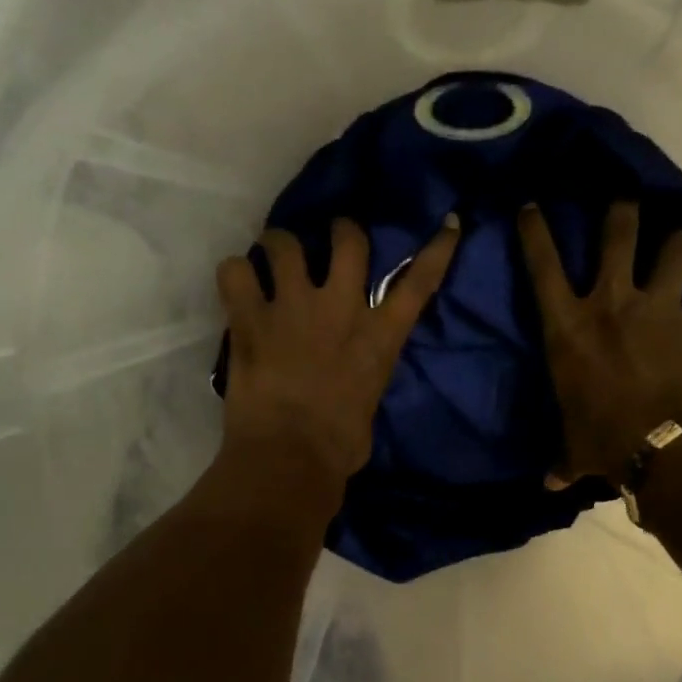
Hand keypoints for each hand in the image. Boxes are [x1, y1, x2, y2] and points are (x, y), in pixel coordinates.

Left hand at [216, 215, 460, 489]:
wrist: (290, 458)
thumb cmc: (338, 449)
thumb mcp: (368, 406)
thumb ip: (361, 378)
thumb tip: (349, 380)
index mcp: (379, 337)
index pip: (419, 283)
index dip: (436, 250)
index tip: (447, 223)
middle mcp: (341, 309)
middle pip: (349, 241)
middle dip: (340, 231)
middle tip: (326, 236)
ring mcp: (293, 308)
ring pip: (285, 243)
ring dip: (278, 244)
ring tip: (269, 255)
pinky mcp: (250, 319)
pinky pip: (235, 272)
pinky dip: (233, 274)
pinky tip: (235, 285)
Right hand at [518, 201, 681, 487]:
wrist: (670, 445)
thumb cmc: (605, 440)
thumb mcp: (576, 446)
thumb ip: (564, 458)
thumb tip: (551, 483)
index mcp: (569, 327)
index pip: (542, 265)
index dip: (534, 230)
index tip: (531, 204)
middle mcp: (612, 303)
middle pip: (618, 233)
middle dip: (620, 209)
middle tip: (624, 199)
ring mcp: (659, 307)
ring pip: (674, 248)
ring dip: (676, 241)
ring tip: (678, 242)